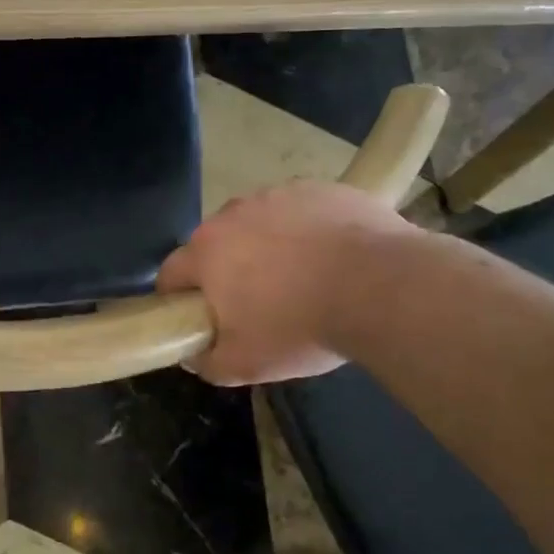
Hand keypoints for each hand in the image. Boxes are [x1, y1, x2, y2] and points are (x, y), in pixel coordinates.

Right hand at [156, 180, 412, 385]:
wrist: (382, 287)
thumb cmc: (301, 327)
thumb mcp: (245, 366)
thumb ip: (207, 361)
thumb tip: (194, 353)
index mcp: (206, 251)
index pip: (171, 273)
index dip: (179, 299)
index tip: (201, 320)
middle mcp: (233, 213)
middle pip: (216, 245)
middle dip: (227, 271)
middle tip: (257, 305)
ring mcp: (279, 194)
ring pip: (259, 224)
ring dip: (268, 247)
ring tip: (304, 279)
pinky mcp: (320, 188)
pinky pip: (301, 211)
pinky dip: (307, 231)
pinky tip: (334, 258)